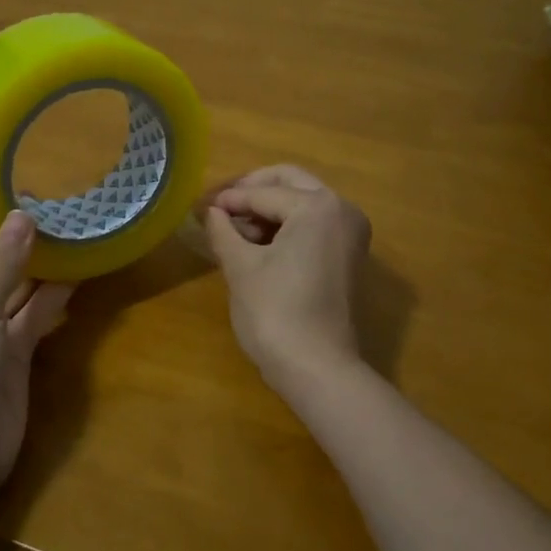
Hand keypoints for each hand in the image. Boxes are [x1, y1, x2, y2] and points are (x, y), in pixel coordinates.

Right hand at [204, 165, 370, 388]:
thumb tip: (212, 212)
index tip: (200, 205)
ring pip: (304, 202)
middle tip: (220, 206)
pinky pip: (315, 224)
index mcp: (318, 206)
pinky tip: (257, 242)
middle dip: (253, 190)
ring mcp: (351, 233)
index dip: (228, 199)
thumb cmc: (275, 313)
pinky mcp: (349, 255)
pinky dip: (287, 225)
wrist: (318, 368)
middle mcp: (342, 210)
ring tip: (234, 229)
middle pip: (291, 183)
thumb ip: (224, 231)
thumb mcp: (241, 267)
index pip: (264, 192)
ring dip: (270, 207)